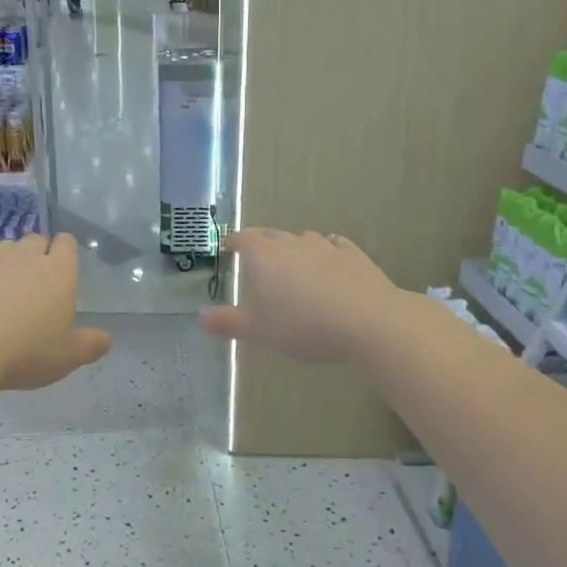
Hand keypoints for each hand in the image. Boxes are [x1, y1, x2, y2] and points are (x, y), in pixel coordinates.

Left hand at [0, 235, 111, 390]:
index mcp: (59, 273)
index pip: (67, 244)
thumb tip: (107, 339)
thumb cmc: (26, 353)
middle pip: (36, 240)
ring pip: (4, 245)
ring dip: (7, 257)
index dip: (65, 250)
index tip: (63, 265)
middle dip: (37, 253)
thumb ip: (91, 345)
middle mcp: (26, 257)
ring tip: (4, 279)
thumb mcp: (68, 357)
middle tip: (35, 279)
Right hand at [200, 229, 405, 363]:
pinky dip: (325, 254)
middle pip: (270, 235)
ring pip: (302, 240)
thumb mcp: (258, 331)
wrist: (366, 321)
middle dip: (261, 245)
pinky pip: (332, 246)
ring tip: (293, 269)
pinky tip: (328, 266)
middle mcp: (291, 242)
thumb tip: (200, 317)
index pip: (242, 238)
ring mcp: (324, 245)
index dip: (233, 243)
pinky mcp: (352, 254)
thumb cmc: (302, 326)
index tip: (229, 250)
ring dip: (294, 250)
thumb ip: (227, 323)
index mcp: (262, 255)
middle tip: (258, 264)